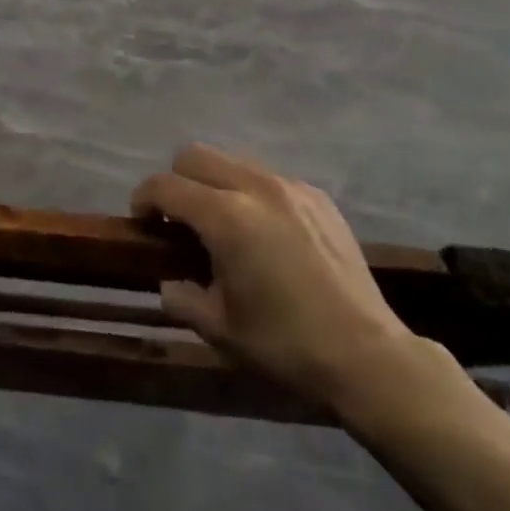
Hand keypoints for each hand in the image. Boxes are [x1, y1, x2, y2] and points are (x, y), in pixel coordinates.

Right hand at [131, 145, 443, 417]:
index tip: (142, 221)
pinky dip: (251, 193)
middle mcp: (255, 186)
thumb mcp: (220, 329)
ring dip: (215, 183)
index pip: (166, 186)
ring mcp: (290, 186)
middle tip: (178, 219)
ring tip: (222, 223)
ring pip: (233, 161)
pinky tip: (264, 231)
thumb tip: (168, 282)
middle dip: (176, 180)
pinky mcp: (317, 196)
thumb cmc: (285, 343)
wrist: (367, 354)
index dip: (144, 198)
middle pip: (196, 156)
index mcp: (226, 217)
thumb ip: (183, 297)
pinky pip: (268, 178)